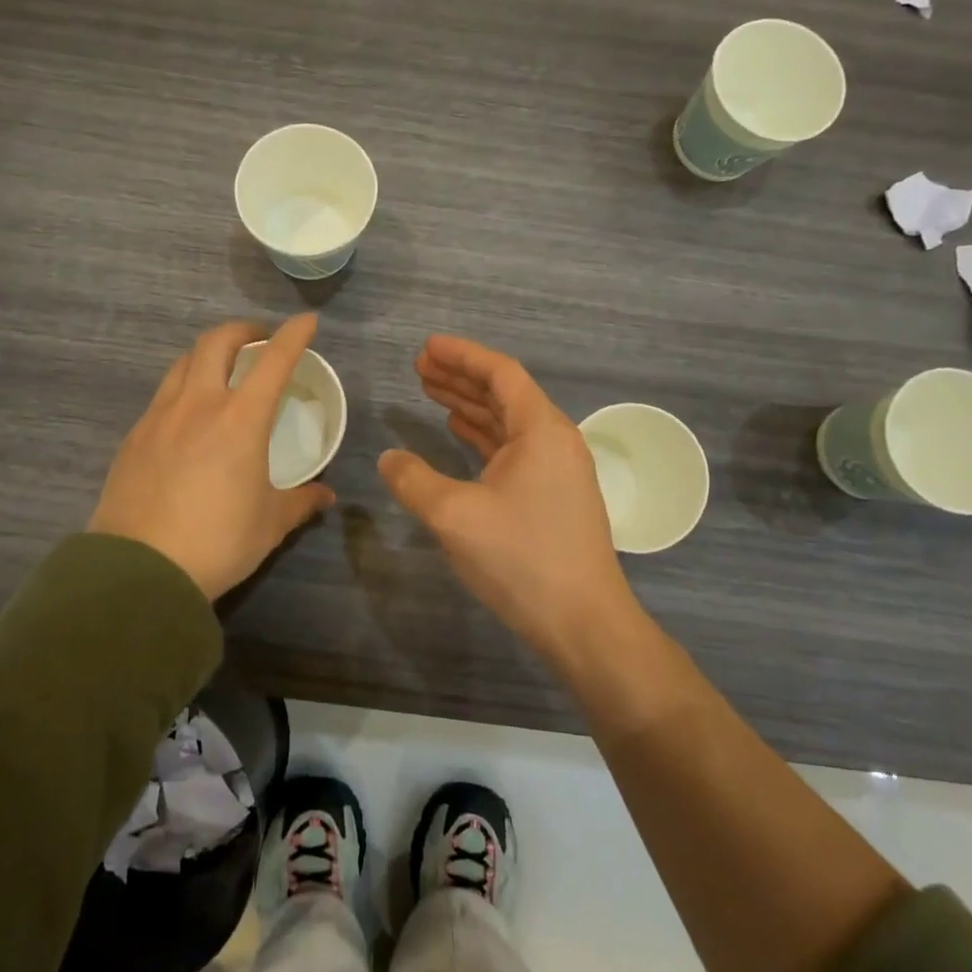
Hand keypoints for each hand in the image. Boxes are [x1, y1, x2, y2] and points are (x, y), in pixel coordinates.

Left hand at [89, 314, 334, 600]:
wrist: (139, 570)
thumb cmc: (217, 542)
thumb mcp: (269, 524)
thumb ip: (300, 502)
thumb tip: (325, 495)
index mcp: (241, 419)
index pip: (273, 360)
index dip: (293, 334)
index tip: (307, 320)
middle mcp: (199, 404)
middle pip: (216, 341)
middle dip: (242, 330)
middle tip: (257, 341)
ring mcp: (160, 416)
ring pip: (183, 362)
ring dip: (207, 354)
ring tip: (221, 371)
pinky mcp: (134, 436)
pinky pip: (162, 394)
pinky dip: (183, 387)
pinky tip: (188, 415)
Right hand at [378, 335, 636, 665]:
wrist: (583, 624)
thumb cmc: (522, 559)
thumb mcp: (455, 516)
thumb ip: (414, 481)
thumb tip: (388, 458)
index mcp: (541, 430)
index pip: (500, 374)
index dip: (462, 355)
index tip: (426, 347)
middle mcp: (554, 441)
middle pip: (504, 393)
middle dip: (461, 377)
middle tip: (419, 366)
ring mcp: (556, 470)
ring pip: (506, 422)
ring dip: (469, 405)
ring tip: (429, 391)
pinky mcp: (551, 496)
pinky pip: (511, 449)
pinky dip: (481, 436)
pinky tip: (456, 432)